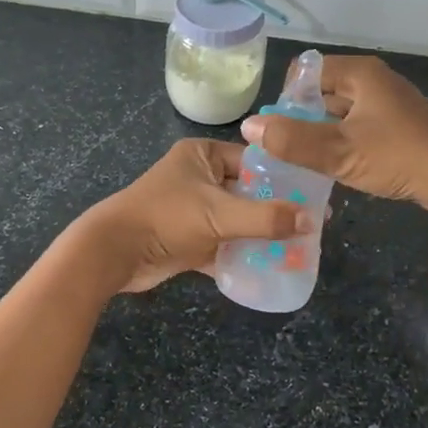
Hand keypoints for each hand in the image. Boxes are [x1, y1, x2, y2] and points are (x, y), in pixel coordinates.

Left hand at [71, 139, 310, 293]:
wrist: (113, 253)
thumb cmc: (167, 218)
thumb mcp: (220, 214)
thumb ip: (266, 218)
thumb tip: (311, 222)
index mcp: (202, 156)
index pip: (253, 160)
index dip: (283, 178)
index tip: (314, 196)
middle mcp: (198, 178)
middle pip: (247, 193)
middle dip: (275, 212)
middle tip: (310, 228)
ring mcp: (191, 210)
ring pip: (236, 221)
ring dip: (259, 237)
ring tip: (296, 251)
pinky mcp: (186, 239)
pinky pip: (221, 245)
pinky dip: (240, 257)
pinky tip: (268, 271)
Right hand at [239, 56, 427, 222]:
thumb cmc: (397, 157)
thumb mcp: (338, 151)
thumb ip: (291, 139)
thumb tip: (249, 125)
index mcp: (360, 74)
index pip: (307, 71)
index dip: (288, 96)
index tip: (280, 128)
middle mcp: (375, 80)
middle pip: (324, 90)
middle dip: (303, 116)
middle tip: (288, 148)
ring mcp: (390, 102)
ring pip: (342, 111)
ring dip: (323, 131)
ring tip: (307, 159)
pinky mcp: (400, 125)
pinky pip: (359, 125)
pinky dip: (344, 139)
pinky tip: (339, 164)